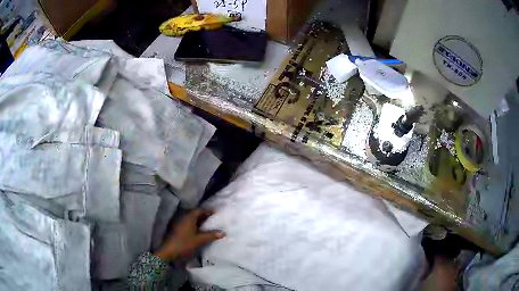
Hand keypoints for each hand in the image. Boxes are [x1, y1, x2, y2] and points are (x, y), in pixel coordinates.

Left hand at [155, 209, 224, 261]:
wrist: (169, 251)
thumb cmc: (184, 243)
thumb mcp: (199, 240)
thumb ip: (211, 235)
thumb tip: (223, 232)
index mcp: (189, 217)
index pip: (200, 210)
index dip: (208, 210)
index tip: (216, 211)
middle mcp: (184, 217)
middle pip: (196, 213)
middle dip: (205, 215)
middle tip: (214, 217)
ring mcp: (180, 223)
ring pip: (192, 219)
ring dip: (200, 220)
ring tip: (209, 224)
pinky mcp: (178, 229)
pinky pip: (189, 223)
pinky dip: (196, 225)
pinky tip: (200, 230)